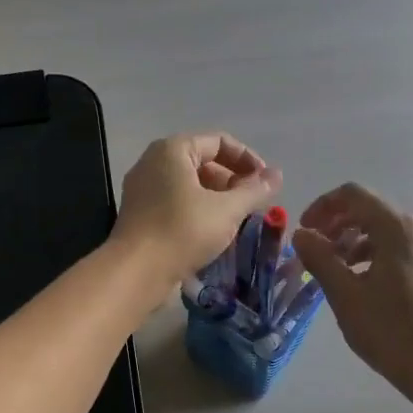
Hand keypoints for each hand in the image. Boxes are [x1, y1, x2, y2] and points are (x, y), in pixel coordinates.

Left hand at [113, 132, 282, 289]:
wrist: (135, 271)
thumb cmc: (183, 231)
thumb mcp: (227, 210)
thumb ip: (255, 190)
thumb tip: (277, 174)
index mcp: (173, 150)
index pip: (219, 141)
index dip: (248, 159)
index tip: (266, 183)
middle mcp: (154, 162)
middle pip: (203, 161)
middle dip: (233, 181)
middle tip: (254, 204)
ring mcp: (144, 188)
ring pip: (190, 184)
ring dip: (218, 198)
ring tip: (238, 220)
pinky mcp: (141, 213)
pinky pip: (176, 202)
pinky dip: (198, 211)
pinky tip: (214, 232)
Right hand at [293, 183, 412, 392]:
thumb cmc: (389, 330)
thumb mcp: (344, 293)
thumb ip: (319, 257)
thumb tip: (301, 234)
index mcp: (398, 229)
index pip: (354, 195)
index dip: (323, 206)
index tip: (304, 230)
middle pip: (371, 211)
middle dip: (337, 225)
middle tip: (314, 250)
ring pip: (386, 231)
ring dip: (354, 241)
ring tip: (334, 268)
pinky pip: (400, 249)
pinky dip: (375, 255)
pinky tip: (360, 281)